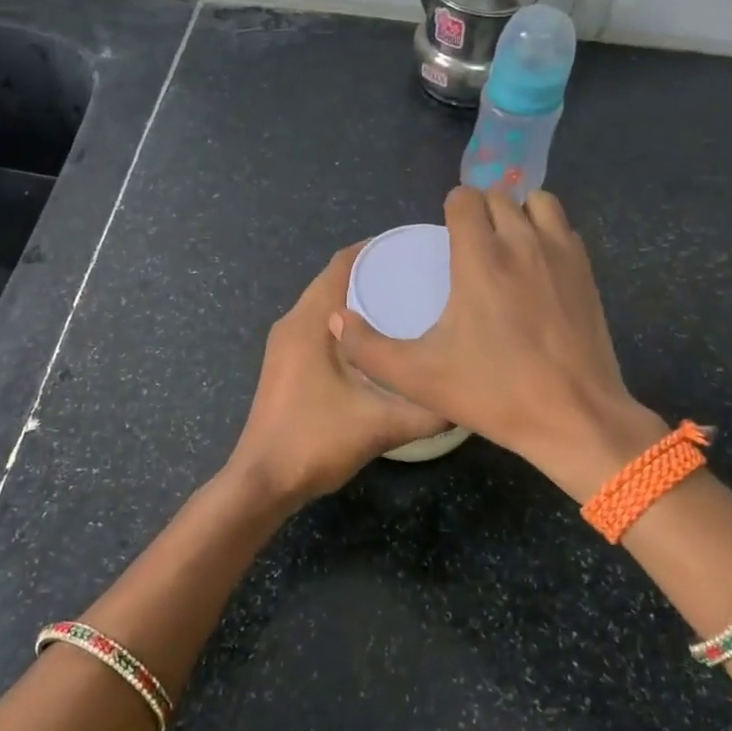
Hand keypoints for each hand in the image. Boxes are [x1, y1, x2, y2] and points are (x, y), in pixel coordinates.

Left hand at [224, 243, 450, 507]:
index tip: (418, 249)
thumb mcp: (381, 425)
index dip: (378, 249)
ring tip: (408, 303)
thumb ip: (428, 411)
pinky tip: (379, 342)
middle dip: (377, 273)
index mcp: (309, 321)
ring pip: (326, 306)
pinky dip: (348, 324)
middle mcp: (293, 323)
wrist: (263, 481)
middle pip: (335, 281)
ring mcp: (285, 345)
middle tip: (424, 277)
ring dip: (361, 299)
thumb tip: (468, 397)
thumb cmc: (315, 441)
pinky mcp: (285, 364)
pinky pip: (320, 327)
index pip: (342, 263)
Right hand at [335, 185, 665, 501]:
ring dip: (518, 213)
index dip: (451, 209)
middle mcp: (523, 242)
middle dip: (481, 211)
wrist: (574, 417)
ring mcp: (561, 254)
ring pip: (539, 203)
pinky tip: (537, 269)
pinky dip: (547, 234)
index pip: (465, 198)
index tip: (445, 235)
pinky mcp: (587, 272)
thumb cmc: (493, 393)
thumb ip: (368, 348)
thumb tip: (337, 320)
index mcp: (480, 258)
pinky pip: (564, 229)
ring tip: (506, 246)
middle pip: (499, 196)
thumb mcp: (417, 377)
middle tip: (470, 245)